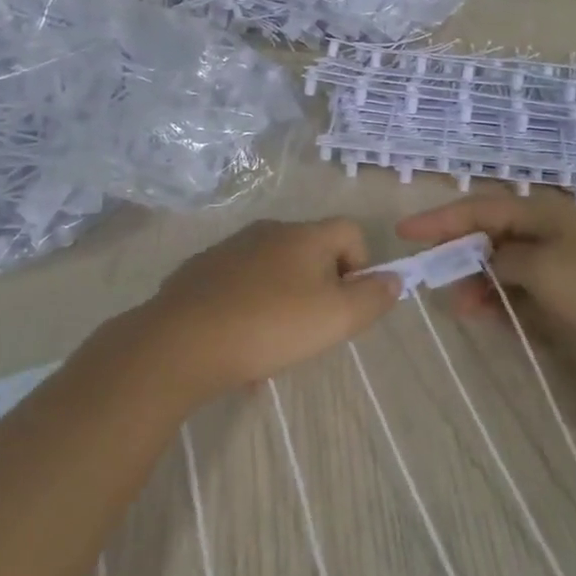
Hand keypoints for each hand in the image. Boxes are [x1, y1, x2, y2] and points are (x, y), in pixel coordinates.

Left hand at [135, 218, 400, 399]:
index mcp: (304, 235)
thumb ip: (372, 298)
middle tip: (312, 329)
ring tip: (272, 345)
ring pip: (273, 270)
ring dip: (283, 300)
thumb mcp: (336, 318)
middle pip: (311, 251)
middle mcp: (268, 231)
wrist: (182, 341)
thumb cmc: (270, 326)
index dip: (361, 264)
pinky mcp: (201, 271)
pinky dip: (249, 307)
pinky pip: (239, 285)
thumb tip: (392, 279)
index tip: (347, 303)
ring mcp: (230, 248)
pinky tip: (238, 344)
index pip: (350, 230)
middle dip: (320, 287)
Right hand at [397, 189, 575, 383]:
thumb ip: (501, 260)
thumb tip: (483, 263)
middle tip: (431, 277)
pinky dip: (504, 300)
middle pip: (488, 235)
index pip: (477, 209)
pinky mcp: (569, 290)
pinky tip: (490, 317)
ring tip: (462, 309)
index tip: (403, 232)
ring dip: (480, 283)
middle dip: (458, 254)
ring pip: (504, 265)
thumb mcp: (541, 269)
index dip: (439, 220)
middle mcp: (546, 229)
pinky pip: (522, 288)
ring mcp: (559, 260)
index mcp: (540, 213)